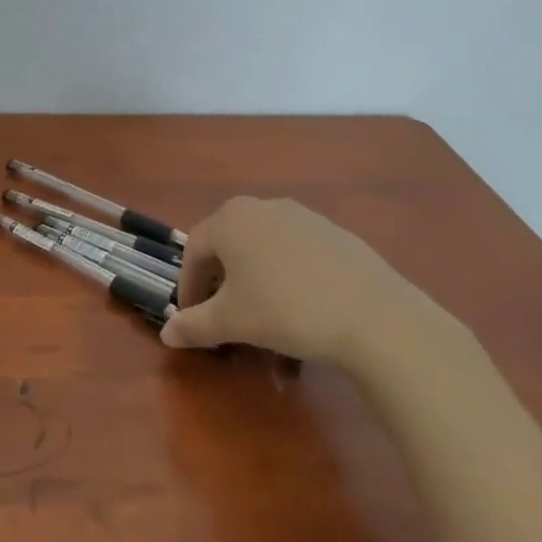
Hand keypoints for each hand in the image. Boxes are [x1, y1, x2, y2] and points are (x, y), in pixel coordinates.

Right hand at [161, 197, 447, 377]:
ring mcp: (304, 218)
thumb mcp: (231, 322)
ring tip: (266, 327)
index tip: (192, 321)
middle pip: (229, 249)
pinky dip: (289, 284)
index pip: (193, 252)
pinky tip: (303, 317)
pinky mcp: (336, 235)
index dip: (188, 289)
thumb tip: (167, 334)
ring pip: (265, 255)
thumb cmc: (285, 311)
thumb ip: (193, 325)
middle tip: (225, 321)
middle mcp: (263, 207)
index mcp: (230, 220)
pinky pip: (297, 258)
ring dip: (256, 288)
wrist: (374, 316)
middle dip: (222, 287)